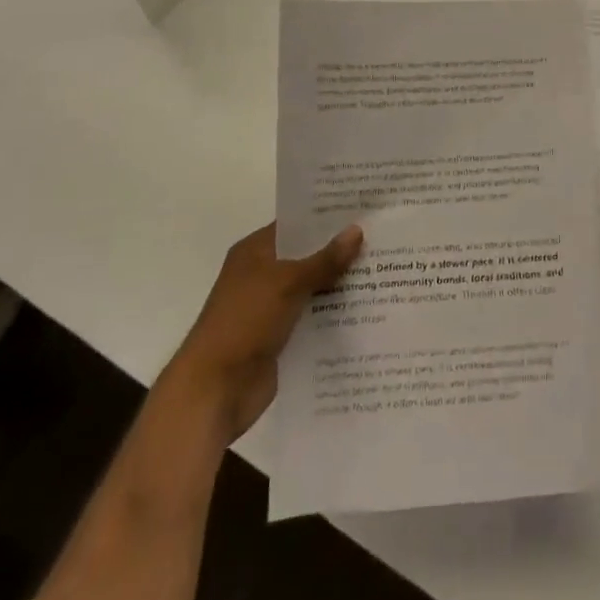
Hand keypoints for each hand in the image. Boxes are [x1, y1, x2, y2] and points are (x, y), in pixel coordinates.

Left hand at [168, 221, 362, 440]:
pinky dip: (334, 314)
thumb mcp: (288, 283)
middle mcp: (262, 275)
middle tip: (383, 239)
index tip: (364, 209)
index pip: (296, 224)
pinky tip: (367, 309)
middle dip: (341, 251)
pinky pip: (313, 317)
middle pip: (308, 256)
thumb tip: (357, 230)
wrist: (214, 390)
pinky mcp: (280, 337)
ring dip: (341, 284)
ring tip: (385, 271)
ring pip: (313, 288)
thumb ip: (325, 259)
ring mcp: (271, 307)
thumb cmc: (245, 322)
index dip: (327, 217)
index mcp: (255, 251)